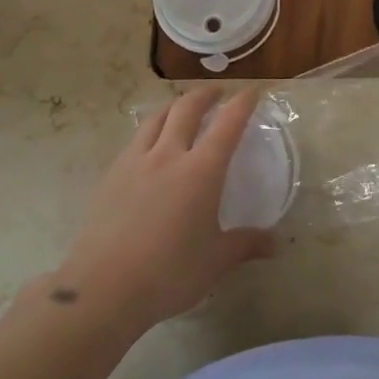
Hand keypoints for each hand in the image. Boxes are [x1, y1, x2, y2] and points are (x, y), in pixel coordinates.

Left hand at [54, 87, 273, 330]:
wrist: (103, 288)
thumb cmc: (169, 273)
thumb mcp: (215, 261)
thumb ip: (245, 245)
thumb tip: (274, 243)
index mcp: (201, 170)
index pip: (228, 124)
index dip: (242, 104)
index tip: (253, 91)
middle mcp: (168, 155)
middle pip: (186, 109)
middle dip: (205, 95)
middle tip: (217, 93)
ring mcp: (135, 162)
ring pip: (156, 118)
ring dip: (174, 106)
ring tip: (182, 108)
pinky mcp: (110, 176)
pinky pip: (135, 140)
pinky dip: (150, 131)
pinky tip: (151, 146)